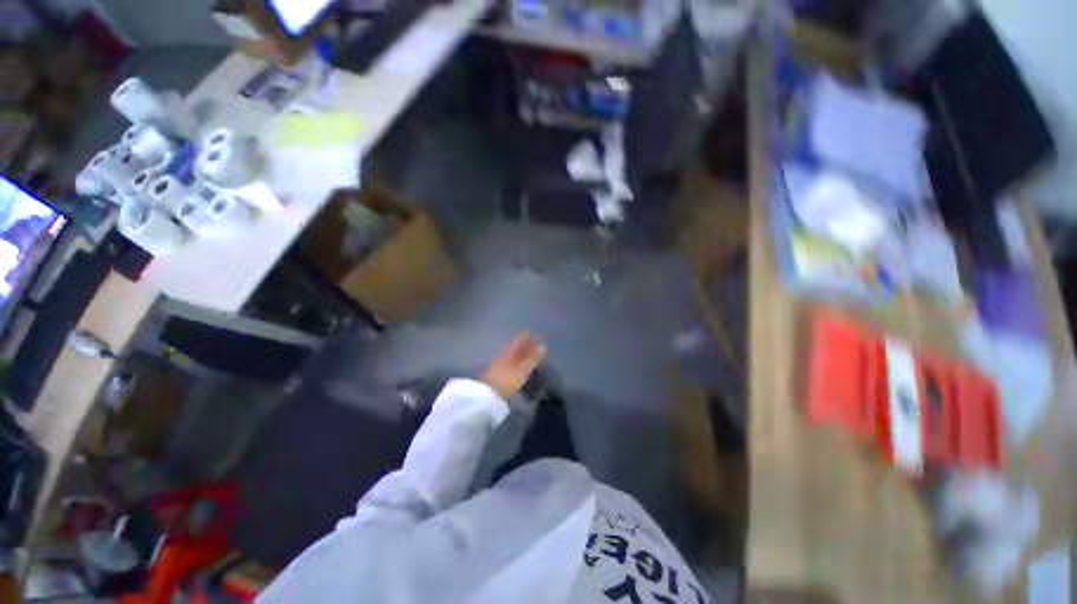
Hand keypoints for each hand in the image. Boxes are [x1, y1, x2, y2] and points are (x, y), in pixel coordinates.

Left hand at [481, 331, 546, 399]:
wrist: (488, 396)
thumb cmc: (506, 381)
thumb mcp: (522, 370)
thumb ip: (532, 358)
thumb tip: (543, 345)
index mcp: (509, 352)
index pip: (519, 340)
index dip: (527, 336)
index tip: (535, 333)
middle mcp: (504, 355)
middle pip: (516, 347)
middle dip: (525, 344)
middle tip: (536, 342)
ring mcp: (500, 364)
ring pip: (513, 355)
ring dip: (522, 353)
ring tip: (530, 353)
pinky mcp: (498, 373)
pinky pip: (511, 362)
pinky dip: (518, 361)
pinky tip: (521, 364)